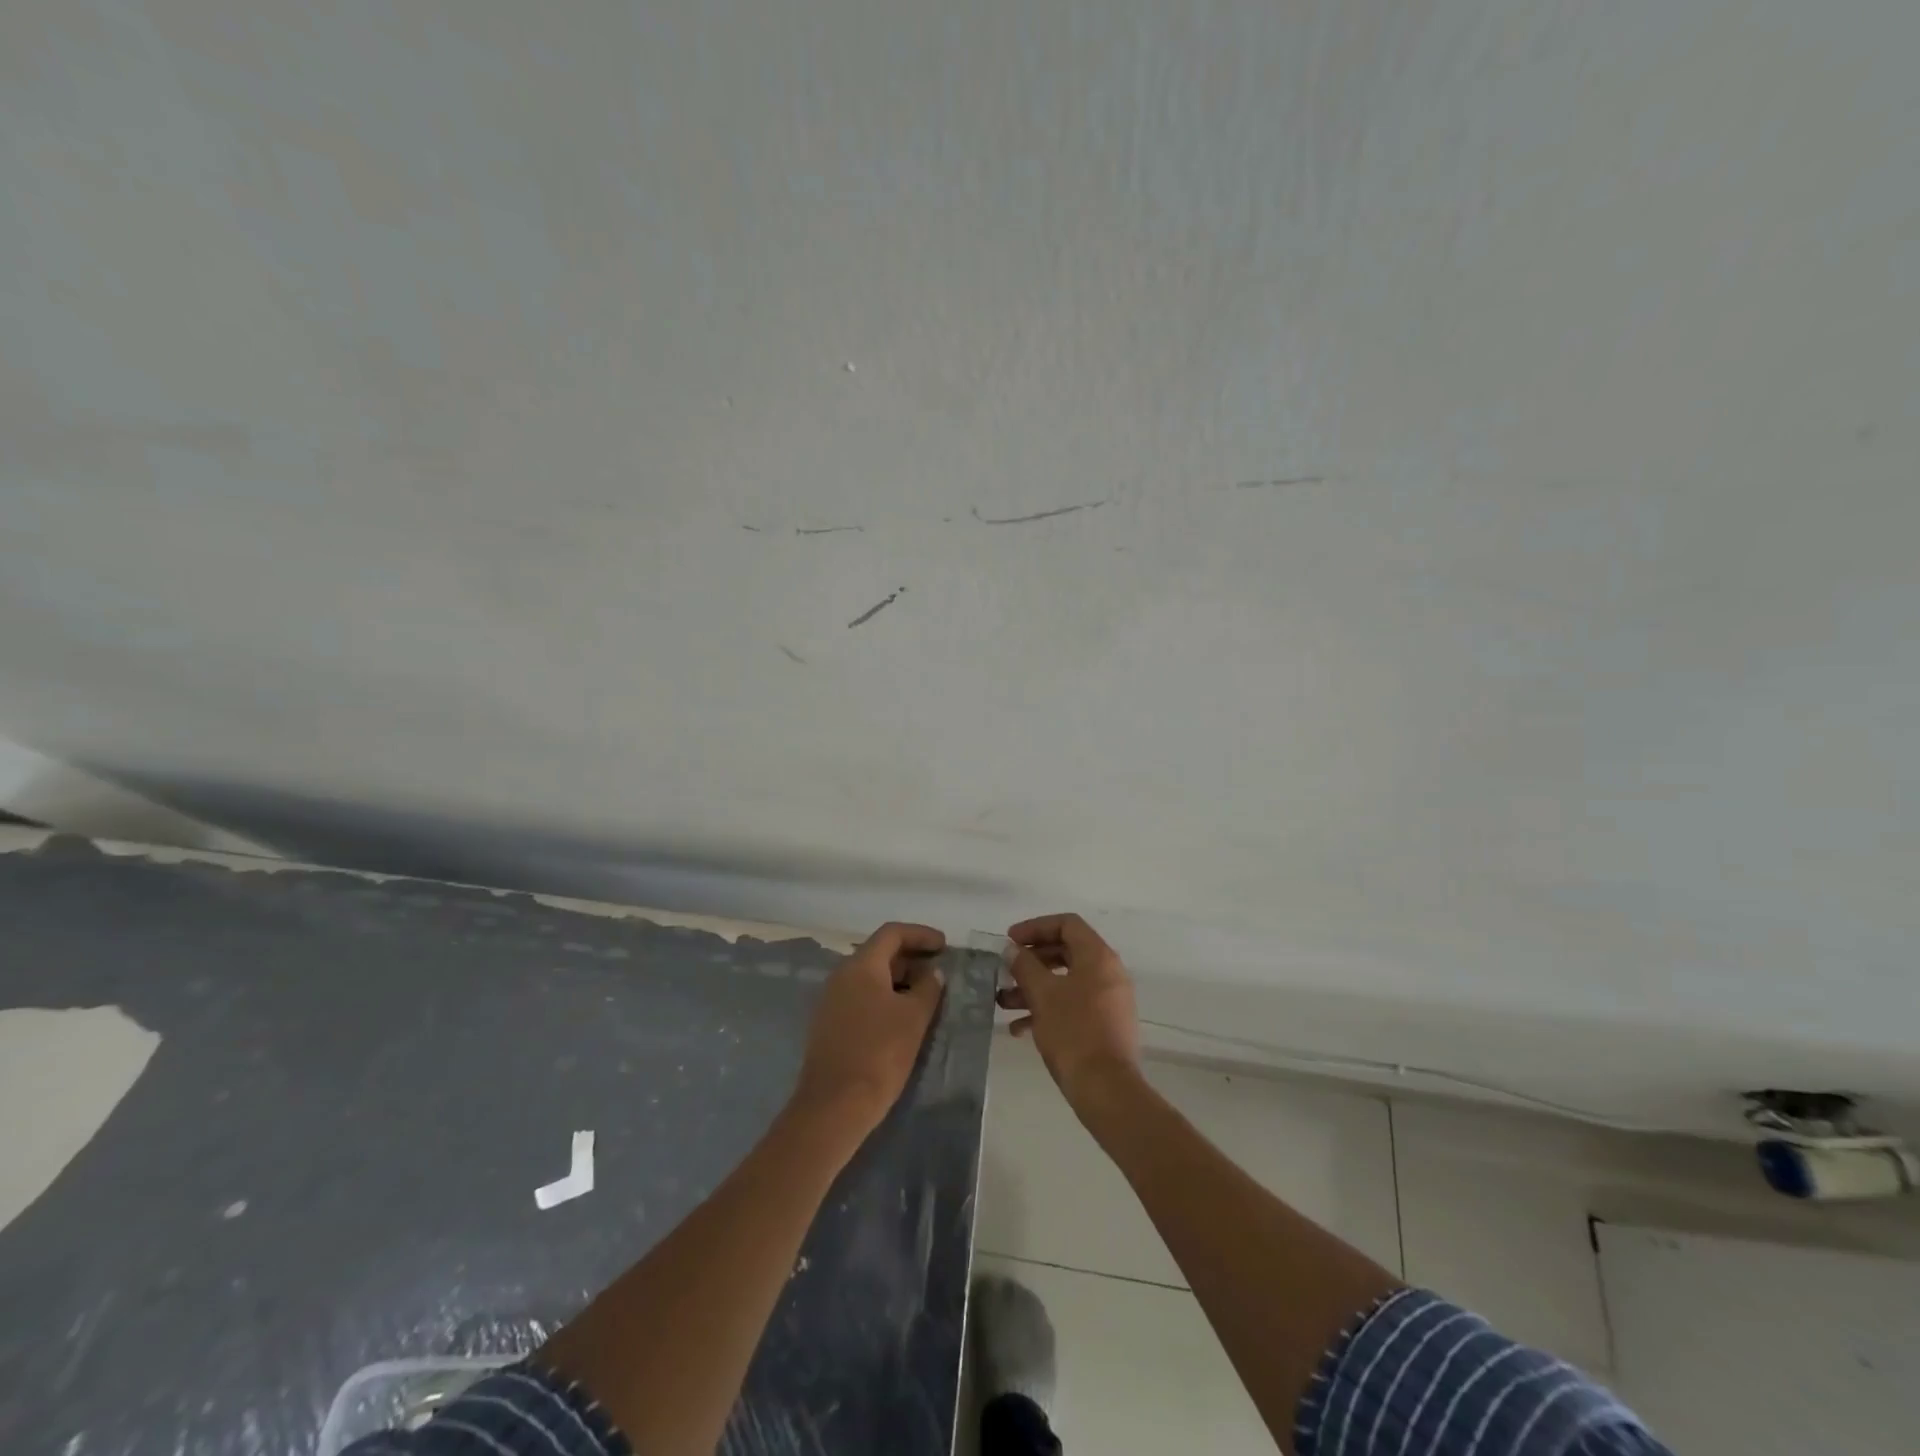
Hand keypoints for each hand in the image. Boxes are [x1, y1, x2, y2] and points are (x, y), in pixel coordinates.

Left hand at [792, 922, 945, 1131]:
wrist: (834, 1106)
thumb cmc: (879, 1053)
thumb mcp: (913, 1018)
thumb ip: (928, 988)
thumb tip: (933, 972)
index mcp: (861, 965)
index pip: (892, 933)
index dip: (920, 934)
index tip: (944, 945)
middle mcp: (841, 975)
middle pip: (880, 953)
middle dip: (911, 957)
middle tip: (939, 971)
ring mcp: (832, 1000)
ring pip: (870, 977)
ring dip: (900, 979)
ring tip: (926, 995)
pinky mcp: (830, 1024)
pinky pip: (861, 997)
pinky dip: (885, 997)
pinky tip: (903, 1017)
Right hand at [1002, 913, 1140, 1105]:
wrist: (1106, 1089)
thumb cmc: (1073, 1032)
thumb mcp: (1042, 994)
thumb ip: (1024, 965)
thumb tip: (1012, 950)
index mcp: (1098, 956)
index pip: (1067, 924)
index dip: (1035, 927)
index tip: (1010, 941)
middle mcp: (1108, 972)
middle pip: (1066, 951)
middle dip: (1031, 960)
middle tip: (1006, 969)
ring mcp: (1109, 999)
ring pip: (1067, 981)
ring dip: (1034, 987)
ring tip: (1003, 1002)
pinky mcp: (1105, 1024)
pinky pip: (1074, 1004)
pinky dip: (1048, 1008)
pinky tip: (1019, 1028)